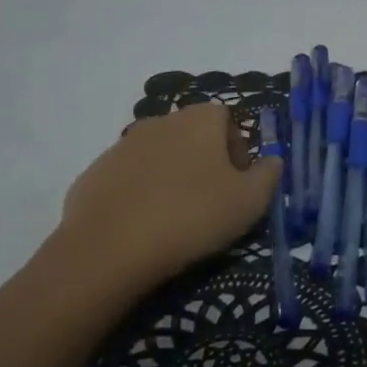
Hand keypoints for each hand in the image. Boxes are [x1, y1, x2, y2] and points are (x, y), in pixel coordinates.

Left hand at [47, 102, 279, 301]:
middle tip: (210, 202)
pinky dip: (140, 193)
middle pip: (192, 135)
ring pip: (159, 155)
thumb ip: (268, 175)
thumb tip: (271, 161)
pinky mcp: (95, 172)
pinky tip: (143, 226)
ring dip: (171, 177)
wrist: (110, 247)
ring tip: (175, 217)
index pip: (226, 119)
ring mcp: (123, 145)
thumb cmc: (192, 216)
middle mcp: (160, 121)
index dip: (236, 150)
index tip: (237, 184)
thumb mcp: (249, 202)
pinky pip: (129, 177)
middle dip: (204, 162)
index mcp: (199, 120)